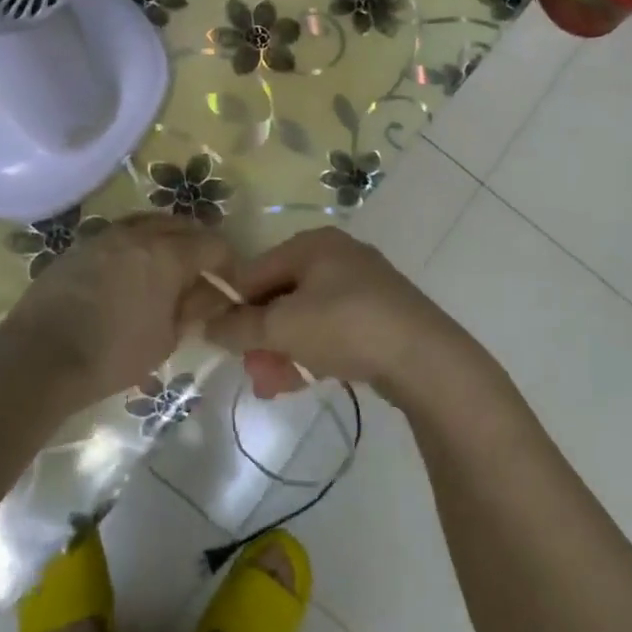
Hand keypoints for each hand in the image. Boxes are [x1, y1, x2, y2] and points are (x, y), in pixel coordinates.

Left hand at [0, 214, 234, 408]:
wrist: (40, 356)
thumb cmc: (113, 354)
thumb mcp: (166, 339)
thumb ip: (193, 309)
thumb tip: (212, 294)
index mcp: (167, 254)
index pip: (213, 245)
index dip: (228, 262)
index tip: (229, 283)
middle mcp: (138, 234)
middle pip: (181, 225)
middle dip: (198, 244)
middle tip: (203, 271)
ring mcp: (104, 236)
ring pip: (147, 224)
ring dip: (166, 238)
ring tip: (167, 266)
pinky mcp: (78, 247)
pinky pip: (119, 235)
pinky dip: (135, 245)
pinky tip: (130, 271)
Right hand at [201, 228, 490, 411]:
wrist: (424, 357)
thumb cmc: (346, 327)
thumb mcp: (283, 327)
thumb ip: (239, 327)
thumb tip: (208, 325)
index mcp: (312, 244)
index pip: (255, 271)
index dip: (233, 307)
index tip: (221, 342)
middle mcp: (337, 255)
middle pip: (281, 296)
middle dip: (261, 337)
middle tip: (253, 372)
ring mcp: (362, 284)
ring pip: (305, 317)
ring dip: (282, 350)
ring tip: (273, 386)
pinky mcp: (379, 313)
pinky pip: (331, 329)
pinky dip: (312, 351)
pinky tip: (302, 381)